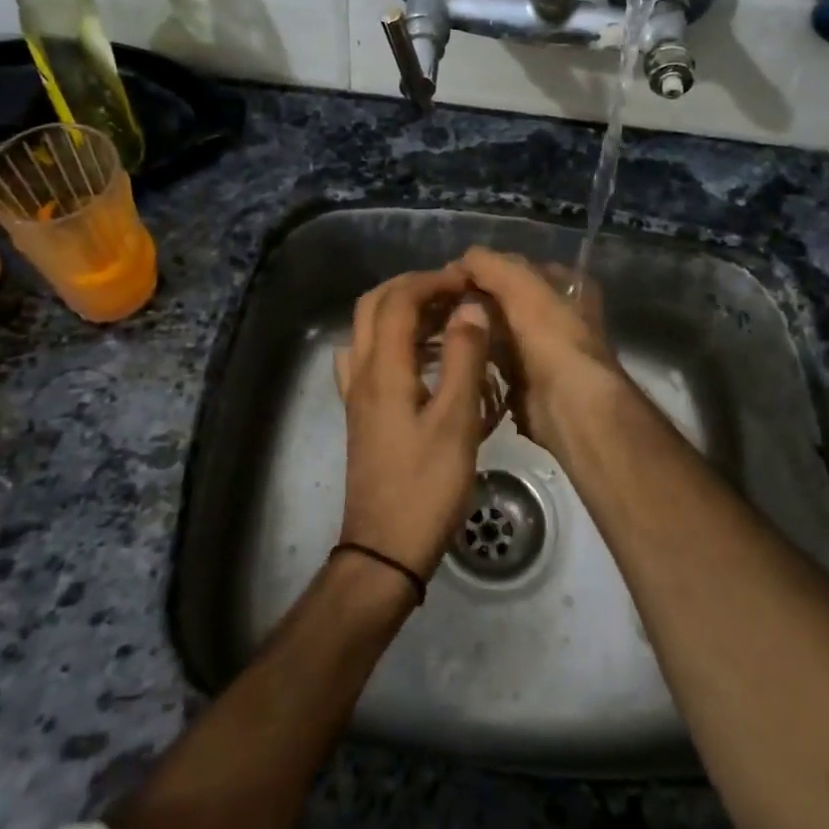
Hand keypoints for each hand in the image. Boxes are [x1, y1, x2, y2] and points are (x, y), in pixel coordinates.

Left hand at [334, 266, 496, 580]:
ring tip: (446, 317)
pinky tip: (422, 358)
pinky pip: (369, 358)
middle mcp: (362, 373)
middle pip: (374, 307)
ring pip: (368, 331)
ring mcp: (358, 394)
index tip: (468, 279)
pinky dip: (394, 341)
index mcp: (383, 369)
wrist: (385, 549)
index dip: (432, 280)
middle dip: (412, 288)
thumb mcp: (456, 421)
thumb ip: (463, 358)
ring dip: (402, 311)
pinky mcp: (363, 414)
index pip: (398, 301)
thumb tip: (470, 307)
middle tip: (454, 290)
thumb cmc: (427, 485)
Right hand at [455, 248, 624, 457]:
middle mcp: (557, 315)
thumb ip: (490, 265)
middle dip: (475, 302)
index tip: (450, 278)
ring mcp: (542, 350)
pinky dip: (475, 359)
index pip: (517, 267)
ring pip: (497, 331)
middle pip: (505, 300)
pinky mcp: (526, 381)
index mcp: (566, 286)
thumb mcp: (522, 285)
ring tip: (438, 328)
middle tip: (439, 305)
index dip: (485, 269)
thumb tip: (460, 260)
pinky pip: (493, 362)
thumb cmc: (552, 336)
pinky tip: (451, 354)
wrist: (570, 405)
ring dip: (473, 330)